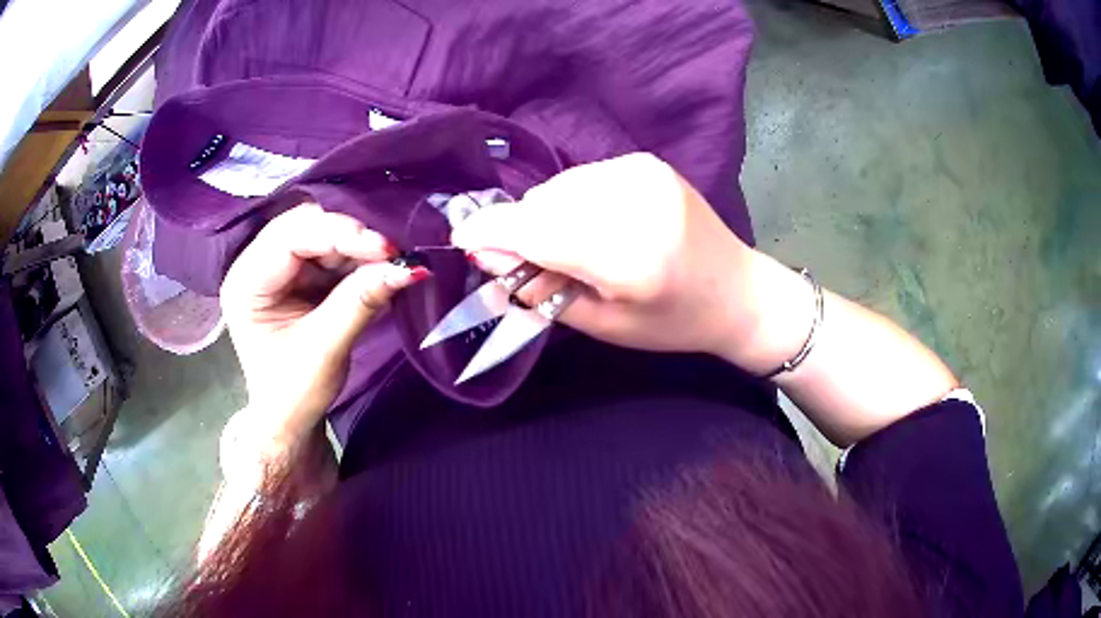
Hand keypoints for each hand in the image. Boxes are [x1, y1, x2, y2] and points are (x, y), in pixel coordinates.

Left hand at [220, 204, 428, 449]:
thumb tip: (407, 268)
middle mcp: (256, 266)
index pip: (290, 239)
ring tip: (389, 264)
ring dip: (356, 248)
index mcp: (246, 283)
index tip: (386, 248)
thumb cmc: (294, 393)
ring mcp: (277, 270)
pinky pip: (330, 253)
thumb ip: (360, 303)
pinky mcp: (297, 277)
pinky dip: (356, 260)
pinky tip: (377, 271)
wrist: (288, 421)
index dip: (338, 234)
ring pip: (321, 236)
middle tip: (391, 254)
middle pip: (305, 227)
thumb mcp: (325, 350)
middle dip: (349, 238)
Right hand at [452, 153, 758, 357]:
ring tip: (576, 246)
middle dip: (523, 231)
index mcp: (628, 255)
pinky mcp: (646, 162)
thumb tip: (484, 253)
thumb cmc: (671, 322)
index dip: (490, 233)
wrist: (737, 290)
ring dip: (549, 215)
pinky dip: (574, 200)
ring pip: (558, 187)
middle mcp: (634, 201)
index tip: (462, 239)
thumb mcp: (602, 323)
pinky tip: (598, 224)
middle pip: (542, 204)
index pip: (536, 230)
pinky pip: (583, 177)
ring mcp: (642, 173)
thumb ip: (539, 287)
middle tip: (534, 264)